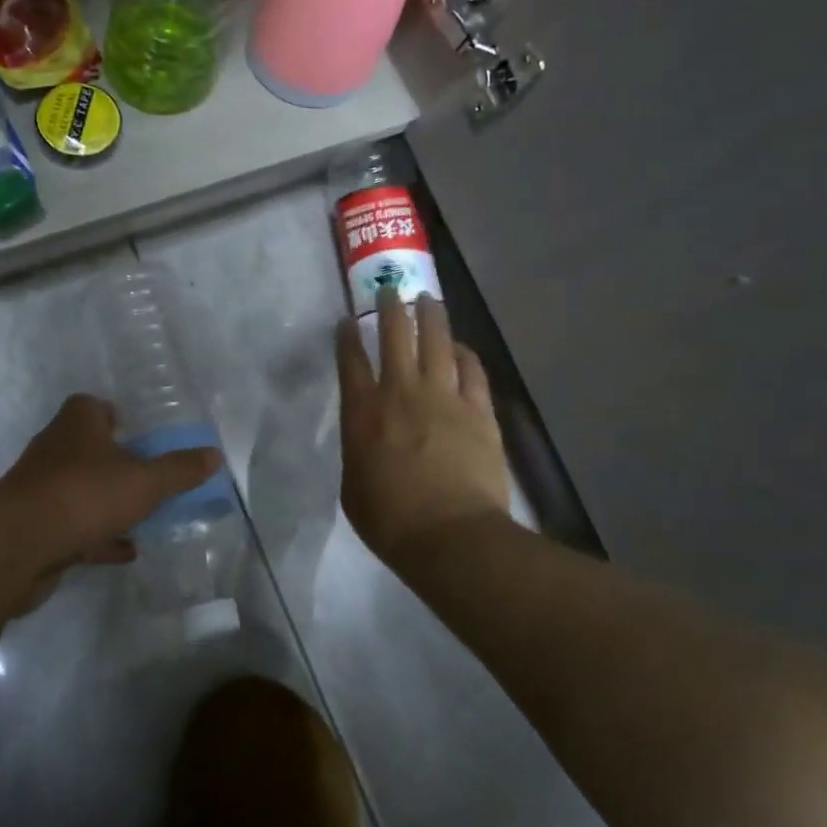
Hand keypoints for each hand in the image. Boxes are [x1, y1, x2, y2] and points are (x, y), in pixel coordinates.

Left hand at [0, 393, 221, 610]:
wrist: (18, 545)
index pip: (91, 406)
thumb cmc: (85, 495)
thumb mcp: (144, 481)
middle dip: (115, 461)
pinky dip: (98, 536)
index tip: (137, 432)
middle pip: (87, 448)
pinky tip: (124, 550)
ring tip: (143, 516)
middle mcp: (55, 450)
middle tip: (147, 476)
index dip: (113, 415)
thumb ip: (179, 470)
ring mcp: (42, 490)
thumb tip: (214, 455)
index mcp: (78, 424)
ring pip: (80, 490)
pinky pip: (74, 527)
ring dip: (107, 502)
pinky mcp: (36, 527)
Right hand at [336, 290, 512, 568]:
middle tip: (390, 290)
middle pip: (395, 336)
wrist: (452, 536)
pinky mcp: (477, 410)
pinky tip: (460, 347)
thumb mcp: (352, 487)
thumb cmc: (391, 520)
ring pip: (436, 341)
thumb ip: (357, 451)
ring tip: (428, 299)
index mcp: (363, 412)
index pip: (351, 361)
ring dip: (431, 315)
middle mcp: (401, 392)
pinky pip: (471, 369)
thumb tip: (367, 438)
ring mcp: (443, 397)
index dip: (348, 336)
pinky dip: (464, 353)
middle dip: (391, 308)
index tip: (348, 321)